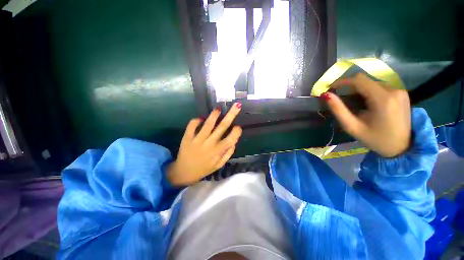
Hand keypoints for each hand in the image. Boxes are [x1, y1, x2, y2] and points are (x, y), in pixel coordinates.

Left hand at [167, 103, 242, 185]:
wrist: (183, 172)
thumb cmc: (204, 169)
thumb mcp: (219, 165)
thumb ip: (228, 154)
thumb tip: (234, 141)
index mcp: (218, 151)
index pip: (231, 139)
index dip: (236, 132)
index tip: (238, 127)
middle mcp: (209, 144)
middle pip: (222, 127)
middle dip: (231, 115)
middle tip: (237, 105)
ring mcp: (197, 140)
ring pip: (208, 124)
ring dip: (214, 115)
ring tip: (218, 109)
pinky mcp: (187, 138)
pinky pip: (192, 126)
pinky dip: (196, 120)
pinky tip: (201, 118)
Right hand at [322, 73, 410, 157]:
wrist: (402, 147)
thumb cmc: (375, 139)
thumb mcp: (352, 126)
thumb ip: (338, 109)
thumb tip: (326, 95)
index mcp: (383, 99)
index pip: (358, 80)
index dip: (342, 82)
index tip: (331, 89)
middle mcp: (394, 90)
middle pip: (365, 80)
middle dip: (349, 87)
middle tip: (340, 99)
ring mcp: (400, 90)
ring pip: (372, 83)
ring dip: (358, 90)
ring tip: (353, 104)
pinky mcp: (402, 93)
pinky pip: (380, 86)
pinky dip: (368, 92)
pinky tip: (366, 104)